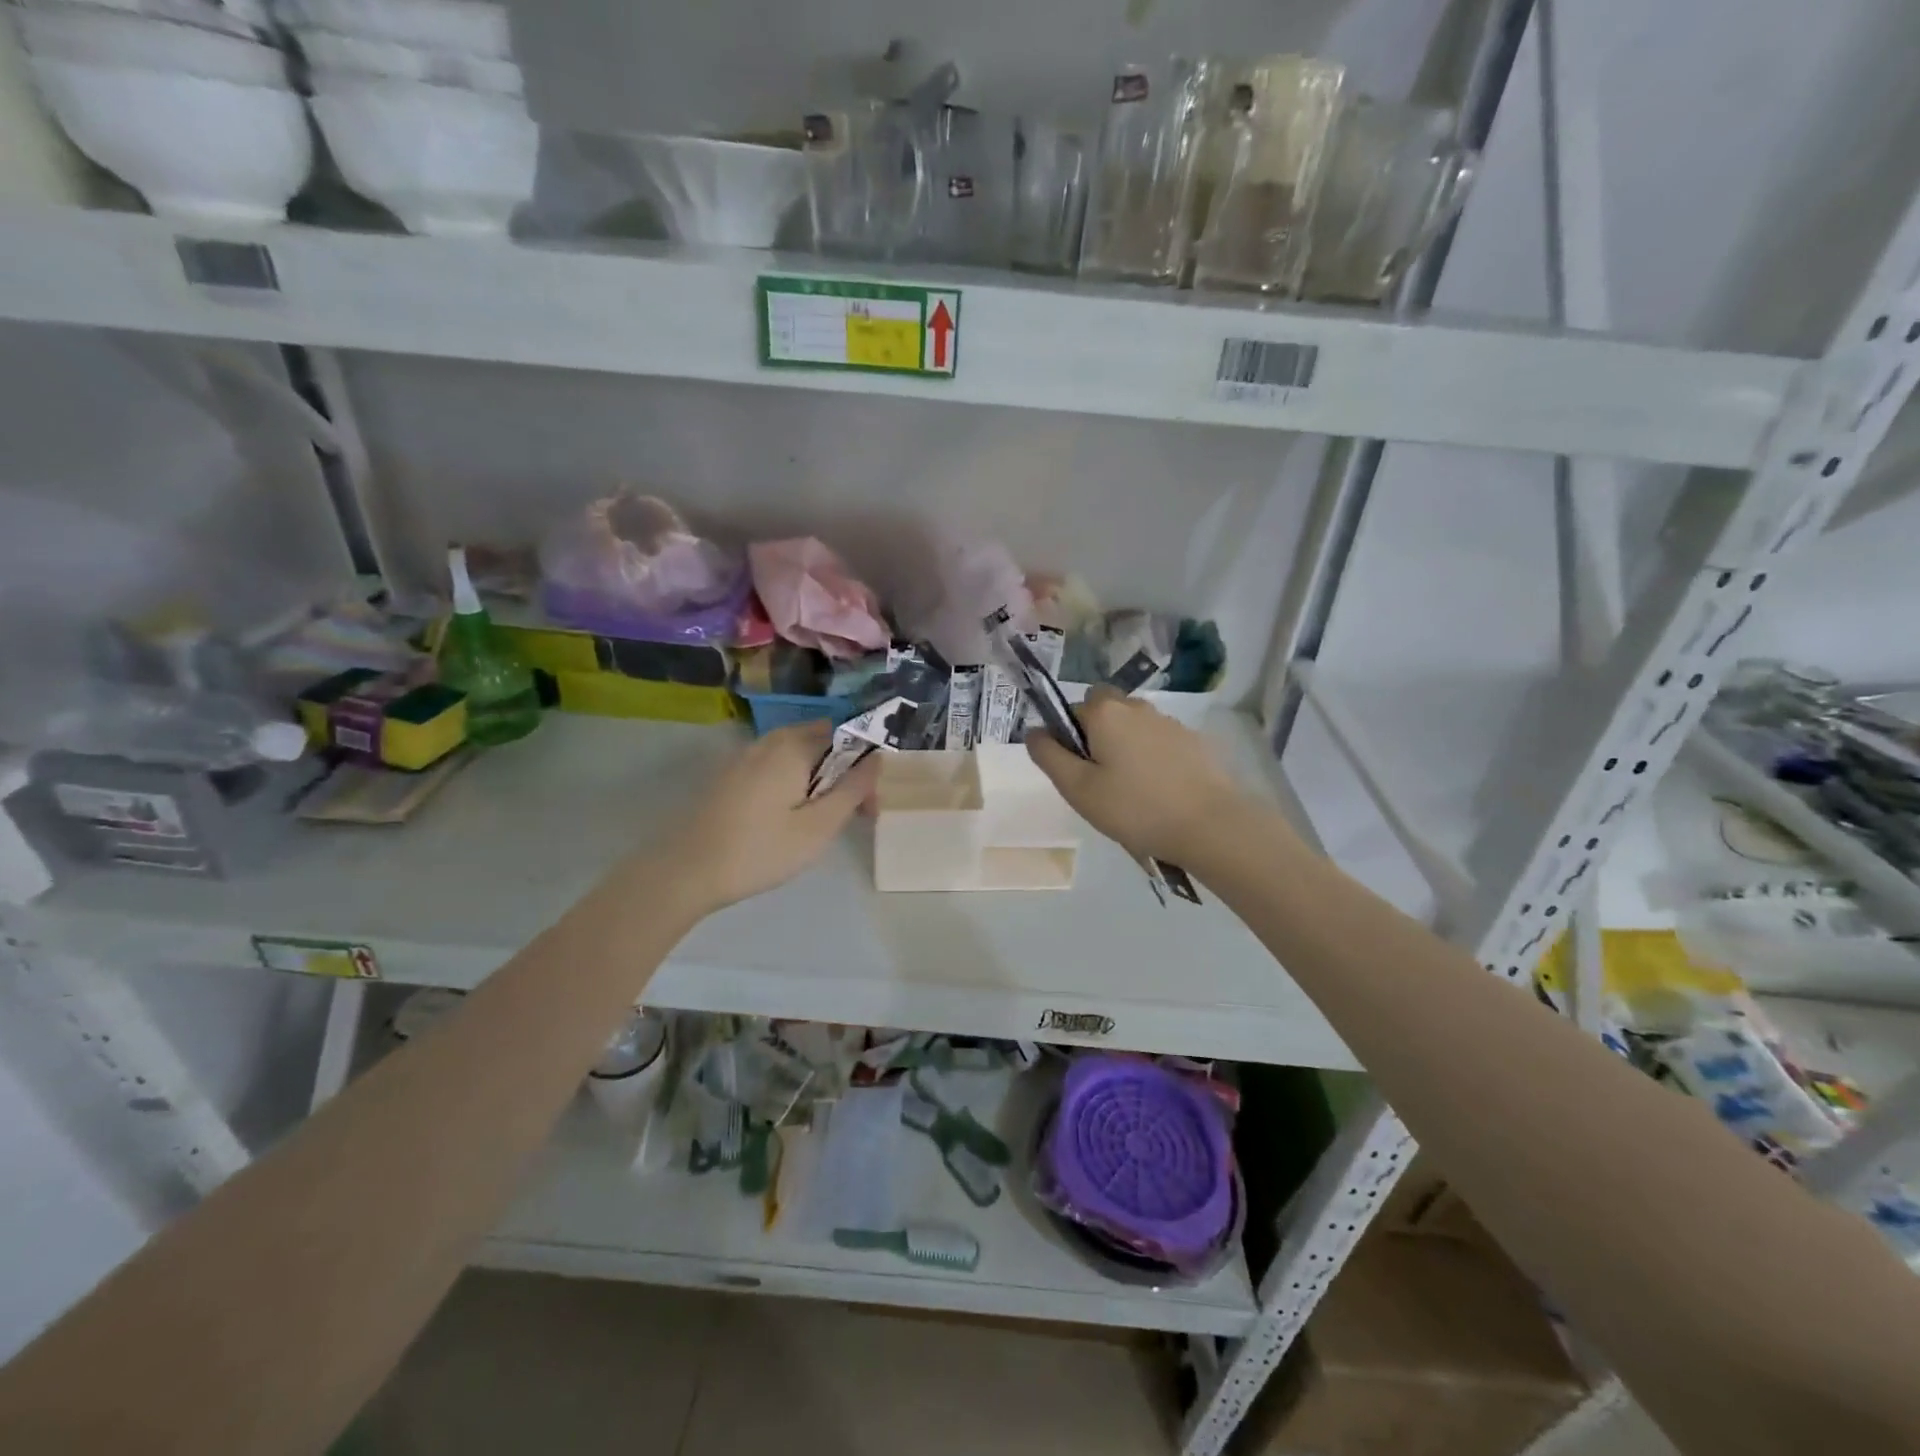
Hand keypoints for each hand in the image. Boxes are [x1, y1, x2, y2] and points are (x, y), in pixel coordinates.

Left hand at [663, 722, 878, 913]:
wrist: (685, 872)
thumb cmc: (760, 851)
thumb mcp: (818, 827)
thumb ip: (852, 790)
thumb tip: (877, 759)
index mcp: (793, 746)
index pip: (845, 735)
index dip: (865, 764)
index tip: (869, 804)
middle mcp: (769, 741)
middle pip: (821, 742)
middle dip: (843, 771)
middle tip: (851, 814)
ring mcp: (745, 757)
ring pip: (797, 755)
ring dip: (818, 779)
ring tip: (822, 821)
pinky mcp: (730, 776)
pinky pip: (775, 767)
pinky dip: (793, 783)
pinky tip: (788, 819)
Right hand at [1024, 689, 1243, 864]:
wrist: (1211, 825)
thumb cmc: (1135, 808)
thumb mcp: (1078, 789)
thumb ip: (1049, 755)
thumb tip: (1033, 731)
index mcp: (1106, 712)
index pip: (1074, 709)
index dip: (1069, 737)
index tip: (1078, 772)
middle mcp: (1137, 706)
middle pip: (1105, 713)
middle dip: (1098, 739)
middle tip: (1102, 783)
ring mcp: (1170, 722)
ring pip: (1134, 729)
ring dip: (1127, 751)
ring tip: (1134, 795)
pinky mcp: (1195, 742)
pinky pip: (1160, 744)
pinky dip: (1154, 762)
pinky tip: (1161, 795)